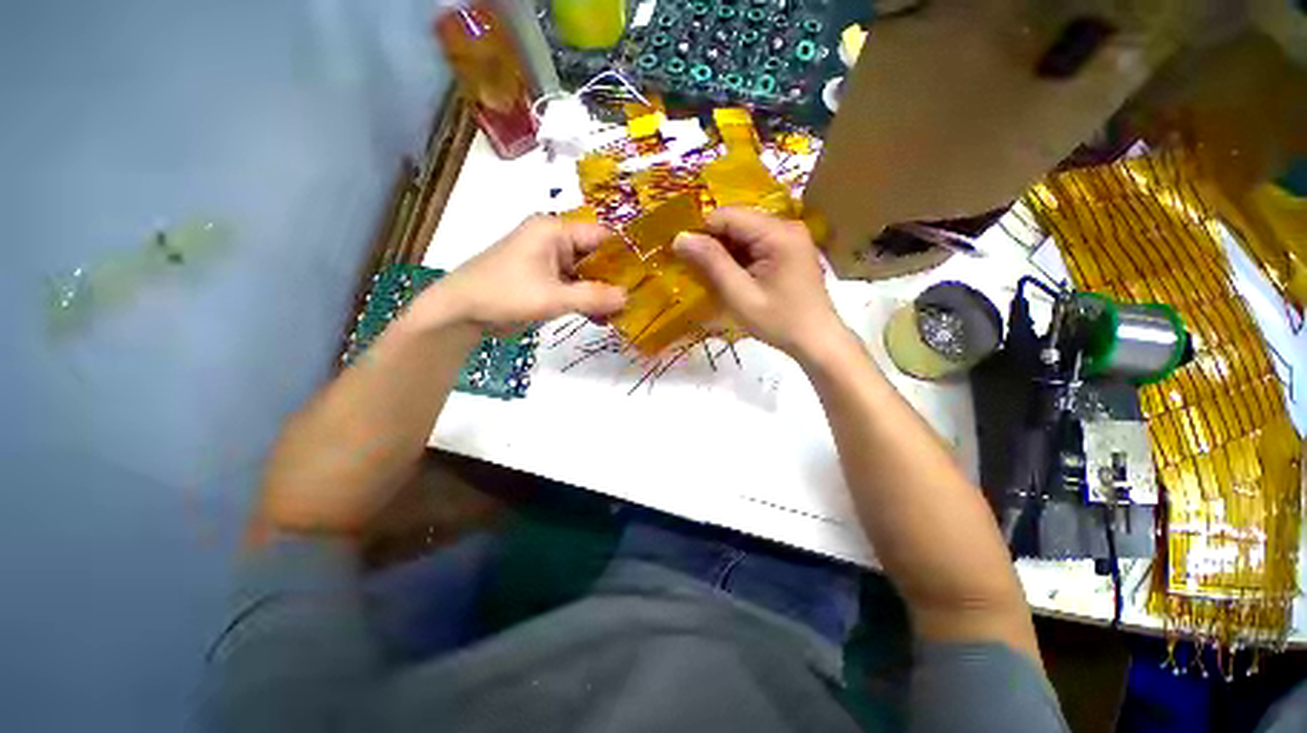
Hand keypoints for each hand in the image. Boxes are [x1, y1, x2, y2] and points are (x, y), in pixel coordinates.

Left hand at [414, 216, 627, 330]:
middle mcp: (554, 241)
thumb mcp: (553, 297)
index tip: (648, 274)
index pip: (601, 235)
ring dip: (602, 293)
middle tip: (642, 297)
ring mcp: (549, 263)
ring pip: (586, 275)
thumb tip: (629, 298)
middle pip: (595, 256)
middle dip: (616, 278)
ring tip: (626, 313)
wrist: (460, 312)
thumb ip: (593, 297)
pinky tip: (603, 319)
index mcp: (554, 230)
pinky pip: (573, 288)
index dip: (625, 254)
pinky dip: (587, 301)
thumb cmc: (505, 294)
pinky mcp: (544, 282)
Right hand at [674, 208, 846, 359]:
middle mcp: (786, 226)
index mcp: (777, 233)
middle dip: (712, 243)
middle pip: (736, 221)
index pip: (727, 215)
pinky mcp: (789, 250)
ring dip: (724, 252)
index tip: (683, 255)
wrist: (817, 340)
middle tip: (695, 269)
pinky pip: (755, 244)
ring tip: (711, 276)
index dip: (701, 231)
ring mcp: (790, 237)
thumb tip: (680, 237)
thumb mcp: (740, 295)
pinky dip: (738, 258)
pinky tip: (731, 277)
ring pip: (744, 233)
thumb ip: (711, 263)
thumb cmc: (779, 321)